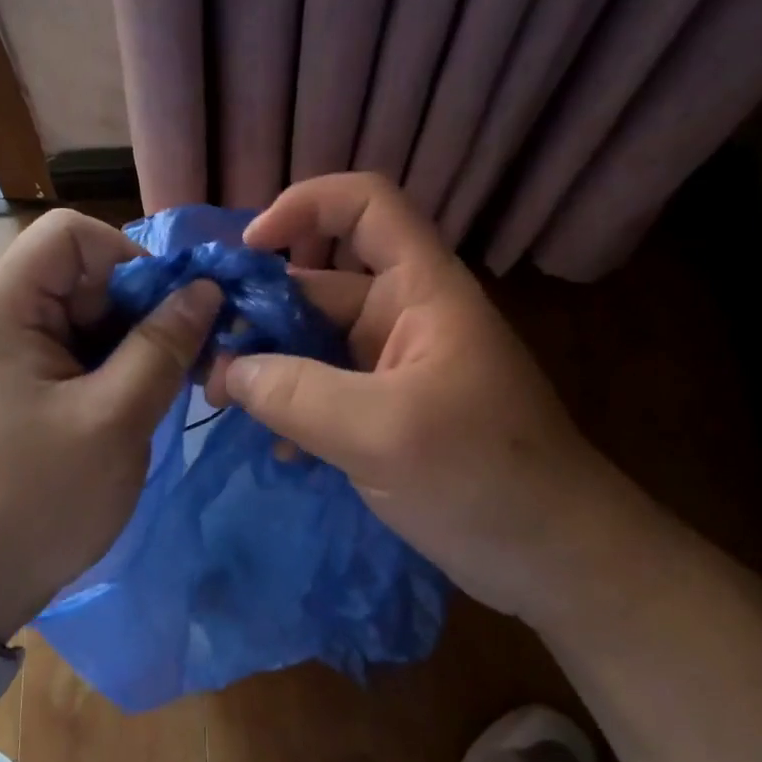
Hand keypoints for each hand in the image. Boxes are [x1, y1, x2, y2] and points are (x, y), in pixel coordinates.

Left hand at [0, 210, 220, 642]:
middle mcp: (3, 320)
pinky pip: (80, 354)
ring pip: (89, 317)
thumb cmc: (37, 500)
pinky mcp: (25, 389)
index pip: (71, 234)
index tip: (168, 313)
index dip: (128, 258)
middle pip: (83, 274)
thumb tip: (205, 290)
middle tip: (186, 358)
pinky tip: (142, 403)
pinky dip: (117, 368)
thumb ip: (162, 347)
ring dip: (136, 342)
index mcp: (5, 310)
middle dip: (141, 306)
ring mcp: (12, 356)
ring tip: (170, 386)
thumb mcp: (114, 421)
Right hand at [206, 173, 630, 623]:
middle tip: (209, 363)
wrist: (551, 557)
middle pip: (319, 283)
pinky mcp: (386, 411)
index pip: (365, 204)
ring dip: (270, 367)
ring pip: (314, 342)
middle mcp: (403, 315)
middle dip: (261, 313)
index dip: (304, 206)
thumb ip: (295, 393)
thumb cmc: (481, 477)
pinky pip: (325, 390)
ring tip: (227, 406)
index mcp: (420, 290)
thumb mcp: (381, 431)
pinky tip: (280, 450)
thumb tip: (227, 370)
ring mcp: (393, 366)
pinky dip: (294, 408)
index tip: (248, 251)